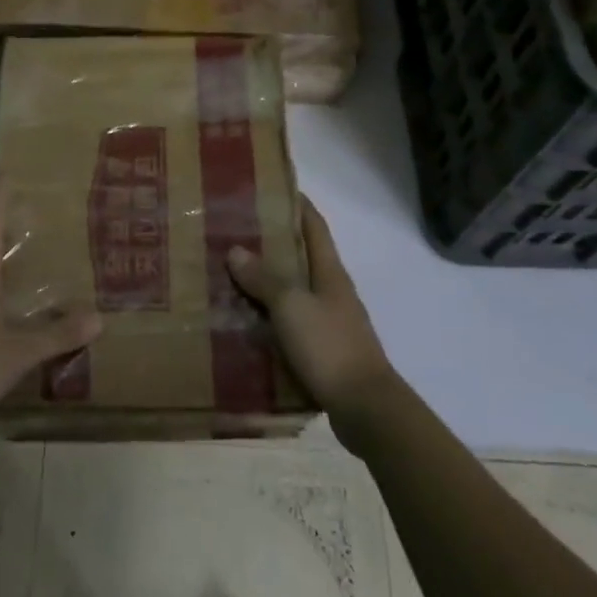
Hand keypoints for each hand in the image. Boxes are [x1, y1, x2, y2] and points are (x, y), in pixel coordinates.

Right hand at [227, 195, 395, 415]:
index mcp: (330, 272)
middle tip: (235, 231)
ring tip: (231, 274)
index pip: (314, 225)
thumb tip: (236, 250)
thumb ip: (265, 278)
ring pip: (295, 291)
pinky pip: (292, 323)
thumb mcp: (292, 306)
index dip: (296, 204)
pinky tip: (246, 321)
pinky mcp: (324, 351)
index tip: (271, 187)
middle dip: (273, 242)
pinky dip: (270, 317)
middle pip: (302, 256)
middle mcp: (332, 291)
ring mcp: (330, 321)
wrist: (365, 409)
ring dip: (268, 281)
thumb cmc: (330, 346)